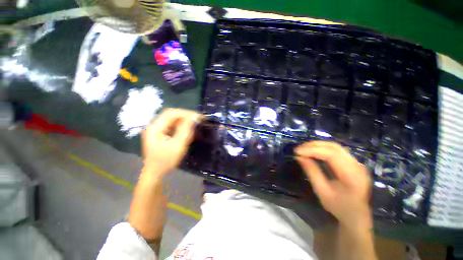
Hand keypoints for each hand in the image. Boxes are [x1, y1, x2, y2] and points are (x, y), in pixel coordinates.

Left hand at [141, 108, 201, 177]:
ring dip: (184, 121)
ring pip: (172, 120)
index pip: (171, 113)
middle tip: (197, 120)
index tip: (198, 117)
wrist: (155, 173)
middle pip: (171, 115)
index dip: (185, 113)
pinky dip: (181, 126)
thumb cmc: (166, 161)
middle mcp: (154, 126)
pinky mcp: (160, 134)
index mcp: (155, 127)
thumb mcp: (178, 145)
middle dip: (185, 116)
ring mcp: (157, 130)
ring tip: (194, 124)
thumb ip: (186, 130)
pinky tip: (187, 130)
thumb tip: (194, 117)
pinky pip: (172, 126)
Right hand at [295, 141, 371, 230]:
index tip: (297, 151)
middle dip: (314, 145)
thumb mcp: (322, 191)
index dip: (312, 150)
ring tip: (304, 148)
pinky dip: (323, 148)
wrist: (357, 217)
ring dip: (318, 145)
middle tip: (299, 148)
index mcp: (352, 176)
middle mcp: (357, 166)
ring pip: (335, 146)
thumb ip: (311, 172)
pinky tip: (314, 151)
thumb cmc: (339, 207)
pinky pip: (337, 150)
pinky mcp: (354, 163)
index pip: (331, 155)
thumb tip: (299, 157)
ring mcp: (357, 163)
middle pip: (334, 147)